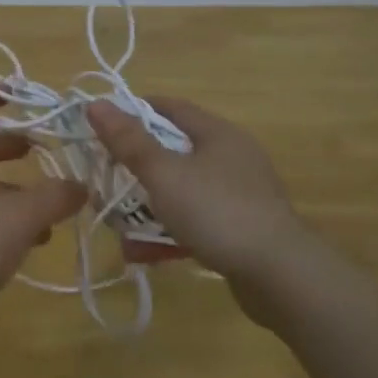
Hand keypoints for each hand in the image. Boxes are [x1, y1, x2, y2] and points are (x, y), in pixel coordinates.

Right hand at [87, 97, 311, 287]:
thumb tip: (96, 103)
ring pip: (183, 190)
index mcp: (217, 133)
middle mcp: (232, 156)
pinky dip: (170, 230)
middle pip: (175, 150)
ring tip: (117, 225)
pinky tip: (145, 253)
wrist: (281, 275)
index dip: (134, 111)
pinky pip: (197, 220)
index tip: (102, 127)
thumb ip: (129, 141)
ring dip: (149, 204)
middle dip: (137, 166)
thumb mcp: (164, 174)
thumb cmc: (218, 212)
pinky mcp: (243, 228)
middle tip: (105, 178)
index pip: (170, 107)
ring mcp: (240, 194)